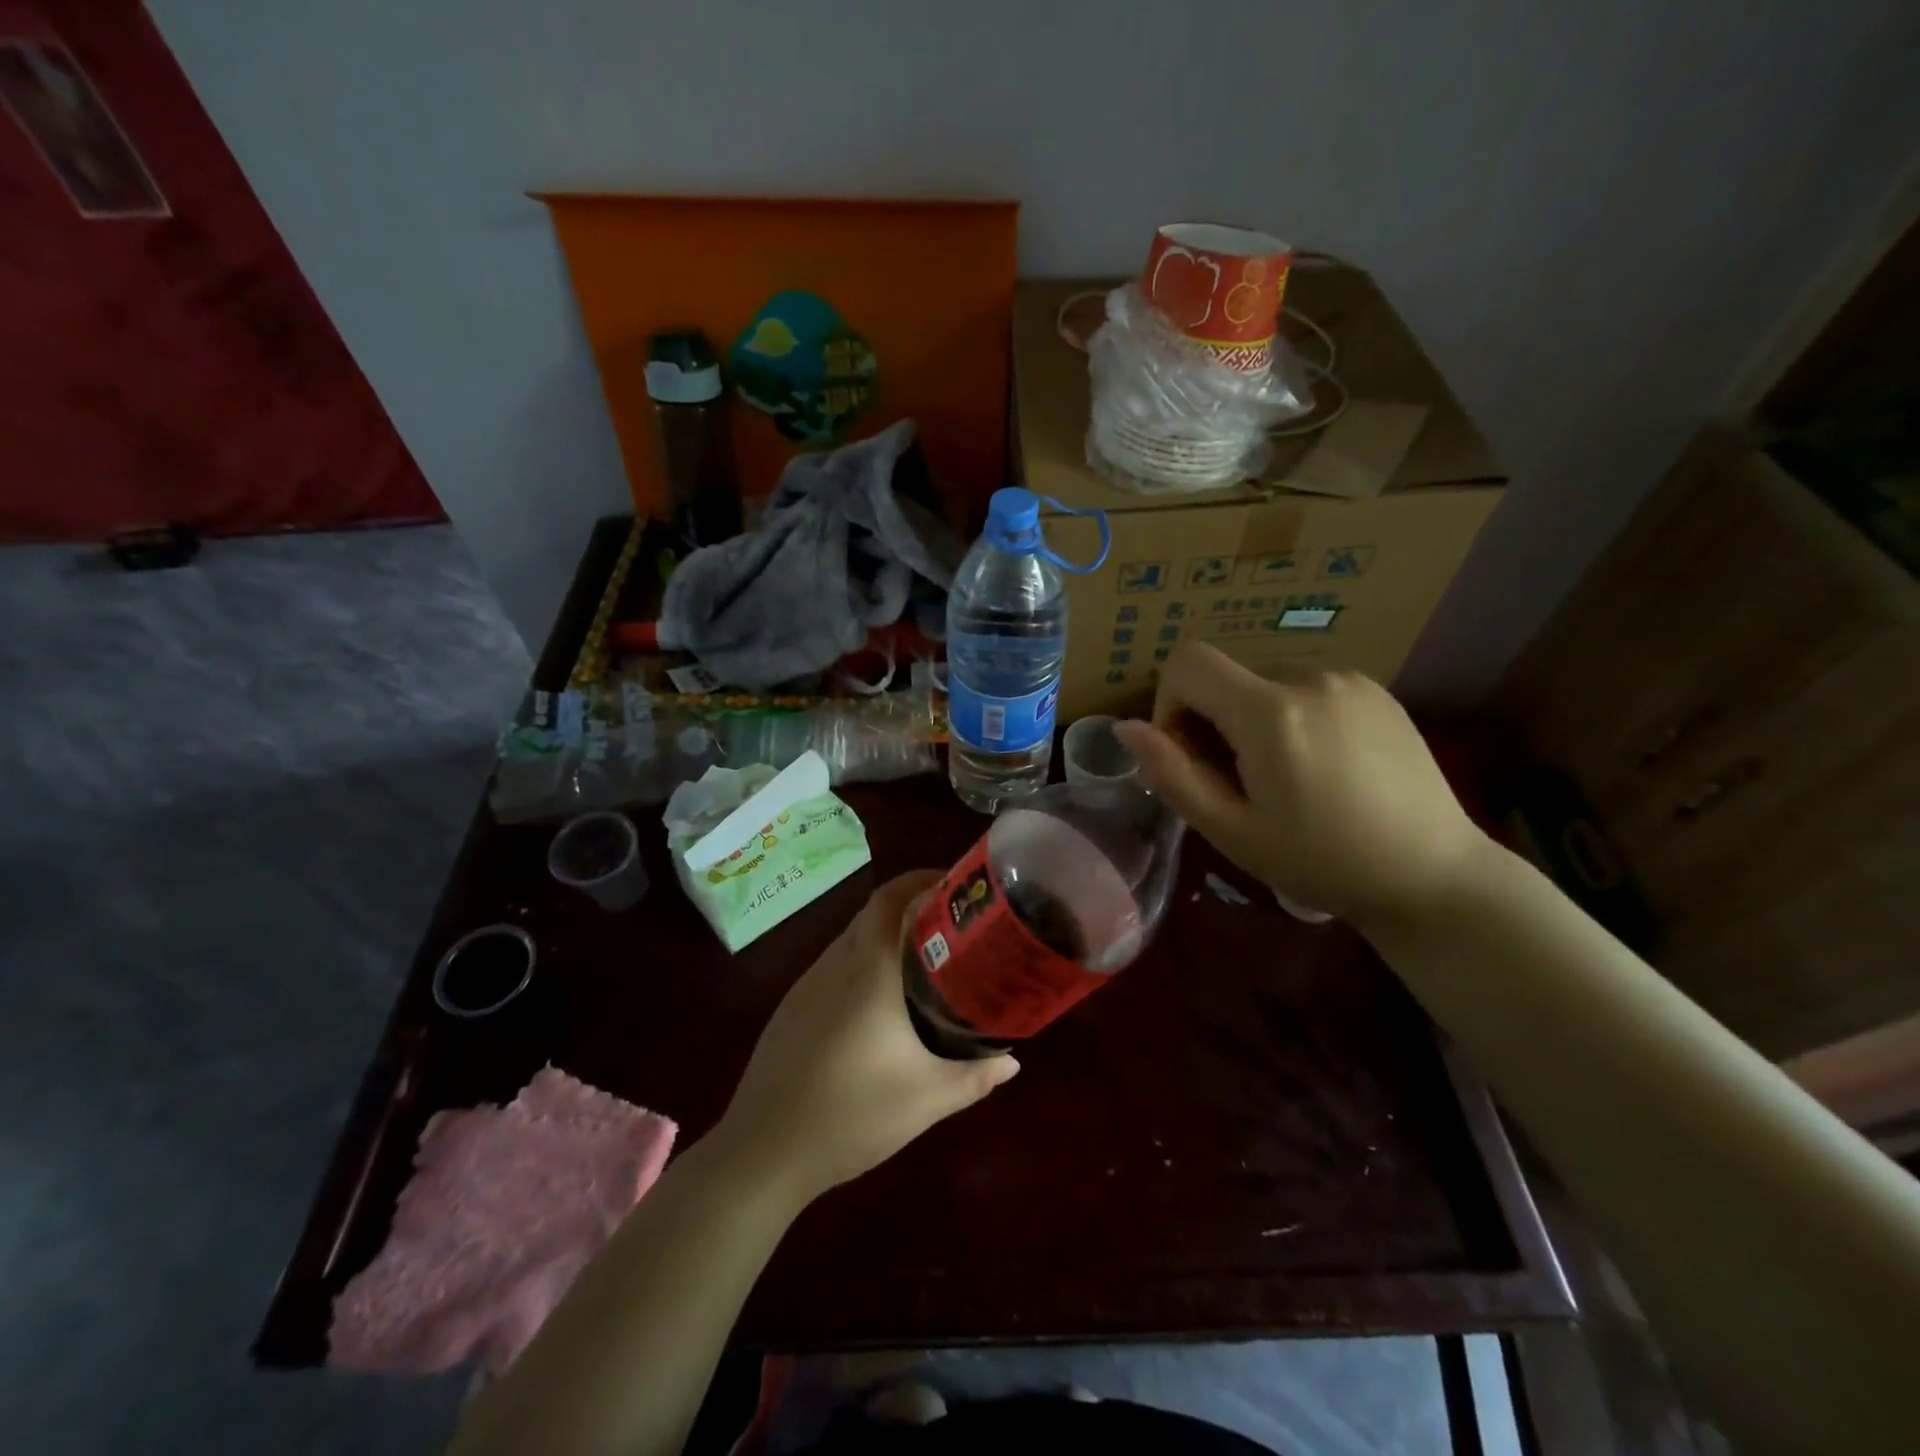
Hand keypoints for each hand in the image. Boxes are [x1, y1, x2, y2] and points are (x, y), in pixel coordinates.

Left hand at [713, 871, 1018, 1206]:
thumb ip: (975, 1076)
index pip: (891, 898)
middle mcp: (835, 963)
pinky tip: (879, 1004)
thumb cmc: (851, 1114)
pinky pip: (834, 967)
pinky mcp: (791, 1008)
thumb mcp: (926, 1099)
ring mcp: (807, 985)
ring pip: (852, 939)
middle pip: (873, 913)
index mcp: (867, 969)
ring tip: (924, 960)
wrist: (763, 1151)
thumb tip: (1012, 1061)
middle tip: (953, 925)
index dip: (921, 879)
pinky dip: (863, 963)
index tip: (955, 884)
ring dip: (885, 936)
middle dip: (912, 906)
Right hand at [1110, 642, 1488, 923]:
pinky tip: (1322, 767)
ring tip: (1285, 779)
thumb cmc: (1320, 862)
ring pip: (1264, 683)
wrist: (1433, 875)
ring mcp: (1348, 679)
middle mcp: (1308, 676)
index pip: (1186, 663)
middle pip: (1225, 676)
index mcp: (1269, 711)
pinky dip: (1292, 717)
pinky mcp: (1376, 690)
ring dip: (1252, 721)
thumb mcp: (1230, 830)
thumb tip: (1126, 728)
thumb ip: (1170, 774)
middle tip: (1239, 784)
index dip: (1169, 705)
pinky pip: (1306, 688)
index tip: (1190, 757)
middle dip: (1212, 721)